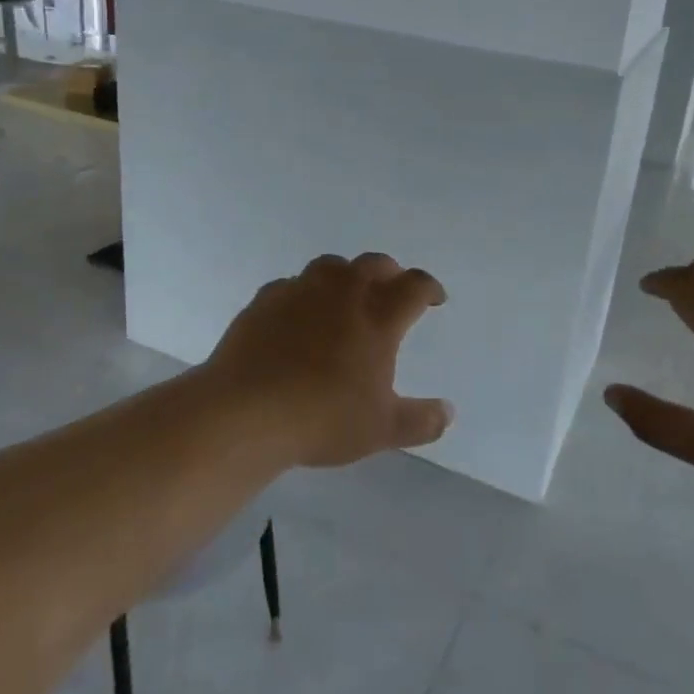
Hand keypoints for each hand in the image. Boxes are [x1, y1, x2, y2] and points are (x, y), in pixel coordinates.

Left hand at [204, 252, 453, 467]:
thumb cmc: (323, 418)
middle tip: (393, 291)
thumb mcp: (381, 429)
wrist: (246, 411)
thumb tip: (447, 412)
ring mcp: (301, 290)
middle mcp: (343, 292)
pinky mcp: (265, 299)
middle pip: (375, 264)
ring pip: (332, 266)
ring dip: (347, 276)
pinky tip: (299, 315)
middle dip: (390, 274)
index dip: (429, 288)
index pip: (414, 286)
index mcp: (378, 315)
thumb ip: (420, 421)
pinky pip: (293, 285)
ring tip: (346, 297)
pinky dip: (304, 293)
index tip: (434, 299)